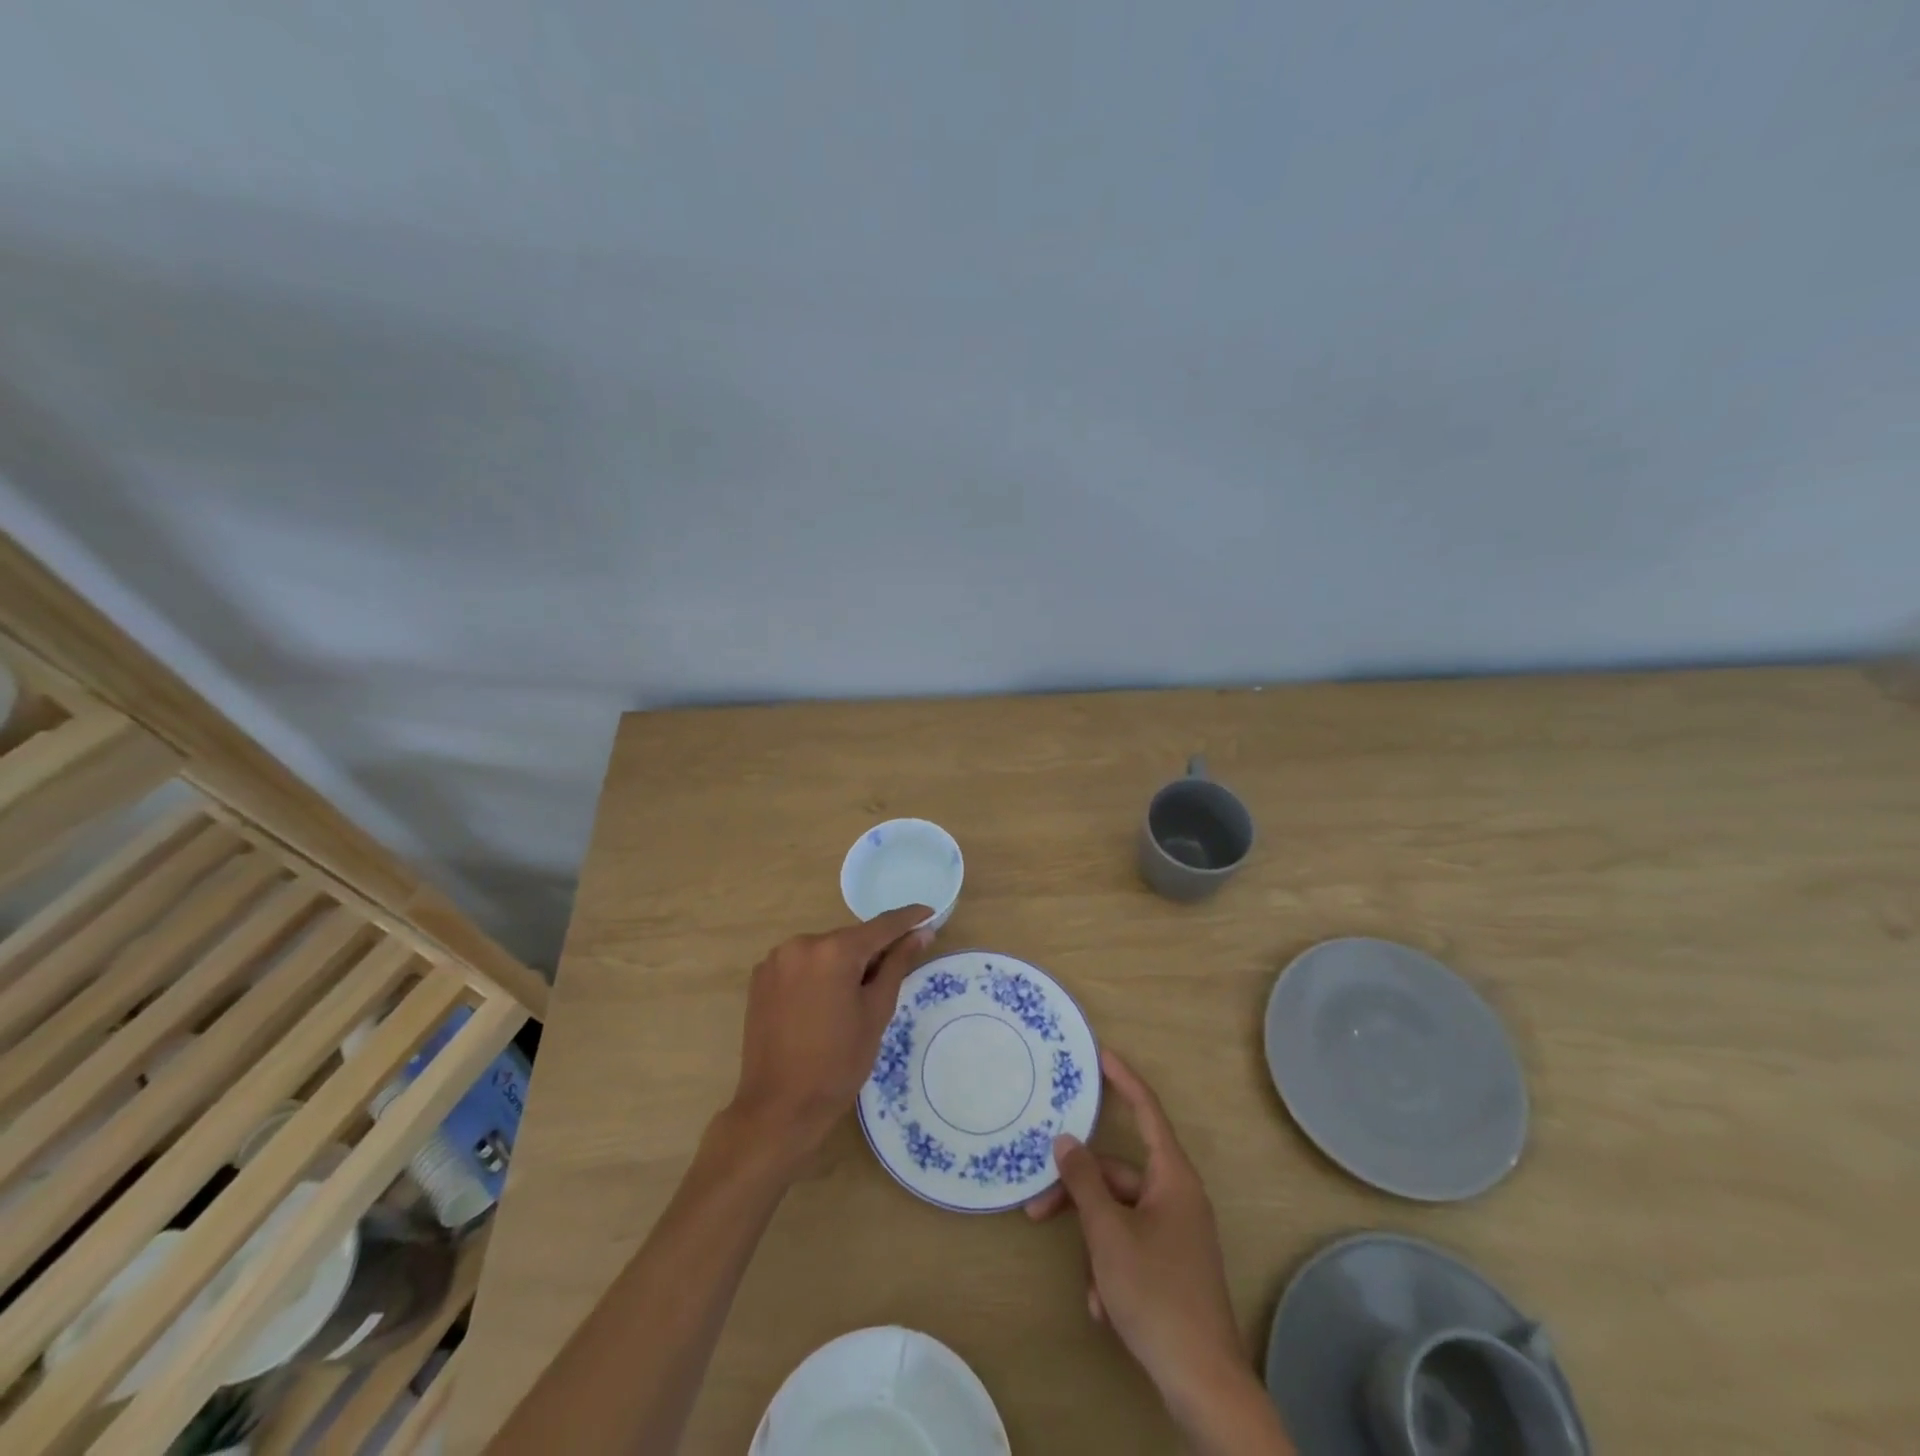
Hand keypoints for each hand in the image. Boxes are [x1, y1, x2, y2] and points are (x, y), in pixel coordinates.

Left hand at [728, 906, 933, 1158]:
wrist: (779, 1108)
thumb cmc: (838, 1063)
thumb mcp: (876, 1012)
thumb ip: (897, 965)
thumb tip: (922, 933)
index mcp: (833, 950)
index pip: (881, 925)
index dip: (909, 919)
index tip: (930, 914)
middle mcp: (801, 943)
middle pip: (850, 938)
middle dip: (873, 951)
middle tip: (893, 974)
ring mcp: (776, 959)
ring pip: (825, 951)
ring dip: (844, 963)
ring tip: (854, 998)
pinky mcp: (761, 977)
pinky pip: (801, 964)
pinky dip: (818, 973)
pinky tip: (824, 1003)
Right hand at [1026, 1049, 1252, 1425]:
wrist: (1204, 1383)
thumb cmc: (1156, 1293)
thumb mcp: (1109, 1234)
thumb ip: (1084, 1183)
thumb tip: (1065, 1140)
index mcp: (1172, 1177)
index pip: (1146, 1110)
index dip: (1123, 1080)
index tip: (1100, 1055)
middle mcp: (1177, 1197)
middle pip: (1118, 1176)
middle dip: (1079, 1195)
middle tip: (1037, 1210)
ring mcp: (1177, 1234)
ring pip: (1120, 1217)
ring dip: (1095, 1245)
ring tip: (1089, 1287)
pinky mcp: (1173, 1267)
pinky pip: (1131, 1248)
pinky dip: (1112, 1269)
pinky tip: (1105, 1307)